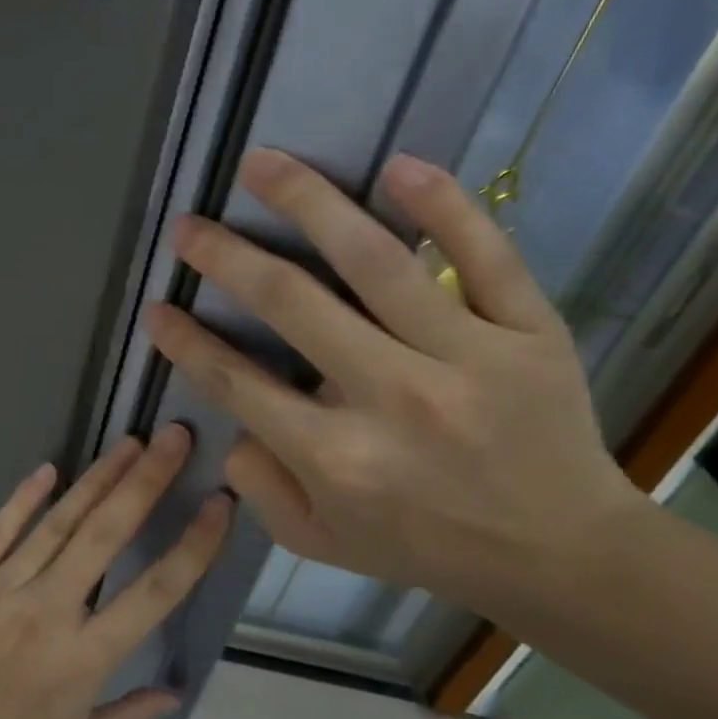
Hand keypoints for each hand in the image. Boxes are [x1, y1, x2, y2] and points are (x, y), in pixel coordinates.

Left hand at [0, 426, 231, 718]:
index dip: (193, 545)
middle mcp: (48, 611)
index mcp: (85, 658)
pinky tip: (48, 470)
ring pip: (56, 523)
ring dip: (96, 480)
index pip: (156, 591)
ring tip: (129, 444)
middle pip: (107, 535)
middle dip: (146, 482)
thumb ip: (129, 718)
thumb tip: (175, 691)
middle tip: (173, 437)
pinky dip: (22, 499)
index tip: (219, 504)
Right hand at [145, 150, 643, 624]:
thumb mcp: (318, 542)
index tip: (156, 308)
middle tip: (187, 226)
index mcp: (335, 456)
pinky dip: (444, 207)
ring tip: (263, 162)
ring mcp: (466, 357)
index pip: (236, 382)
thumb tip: (232, 424)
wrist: (561, 556)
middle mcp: (391, 398)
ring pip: (377, 262)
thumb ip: (259, 486)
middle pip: (291, 304)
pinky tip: (398, 166)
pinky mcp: (528, 333)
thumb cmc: (424, 546)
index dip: (186, 341)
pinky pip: (486, 258)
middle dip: (226, 257)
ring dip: (309, 203)